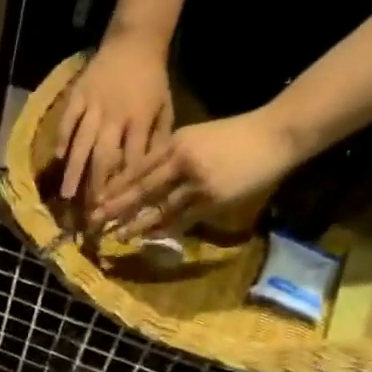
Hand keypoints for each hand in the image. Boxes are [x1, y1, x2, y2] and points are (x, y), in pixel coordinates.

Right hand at [54, 30, 174, 210]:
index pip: (132, 160)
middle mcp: (116, 116)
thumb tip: (151, 172)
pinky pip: (68, 120)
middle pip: (104, 157)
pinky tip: (56, 158)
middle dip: (97, 186)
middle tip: (90, 211)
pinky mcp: (78, 95)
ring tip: (66, 195)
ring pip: (82, 143)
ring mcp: (94, 105)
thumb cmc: (153, 79)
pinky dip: (62, 139)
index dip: (125, 186)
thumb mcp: (165, 107)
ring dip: (74, 171)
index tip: (119, 208)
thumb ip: (158, 138)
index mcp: (140, 119)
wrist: (136, 40)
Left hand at [91, 107, 303, 238]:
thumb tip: (147, 177)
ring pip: (159, 207)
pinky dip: (164, 229)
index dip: (116, 185)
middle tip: (94, 220)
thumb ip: (173, 155)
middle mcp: (182, 161)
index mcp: (176, 142)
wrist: (276, 134)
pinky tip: (149, 237)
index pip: (138, 167)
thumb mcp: (199, 137)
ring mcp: (197, 182)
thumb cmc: (237, 135)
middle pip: (141, 188)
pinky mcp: (213, 199)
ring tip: (116, 235)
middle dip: (116, 206)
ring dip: (136, 224)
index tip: (96, 198)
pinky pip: (182, 219)